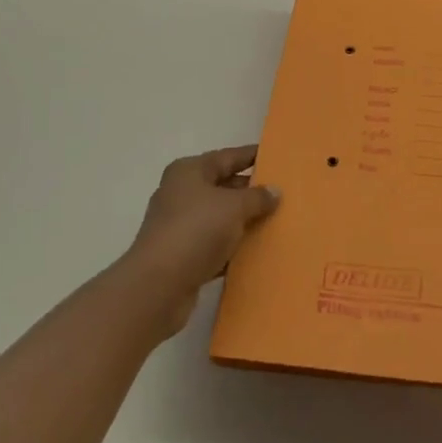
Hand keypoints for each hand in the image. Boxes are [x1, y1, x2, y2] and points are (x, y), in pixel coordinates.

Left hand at [122, 146, 279, 337]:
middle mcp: (181, 193)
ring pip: (220, 217)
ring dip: (244, 221)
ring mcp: (179, 225)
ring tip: (276, 221)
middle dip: (251, 191)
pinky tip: (255, 251)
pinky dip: (233, 247)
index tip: (276, 156)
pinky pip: (214, 244)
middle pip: (223, 186)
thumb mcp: (234, 207)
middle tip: (283, 193)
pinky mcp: (182, 255)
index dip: (252, 155)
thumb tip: (274, 191)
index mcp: (189, 171)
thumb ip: (257, 197)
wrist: (158, 286)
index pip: (228, 156)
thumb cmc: (196, 231)